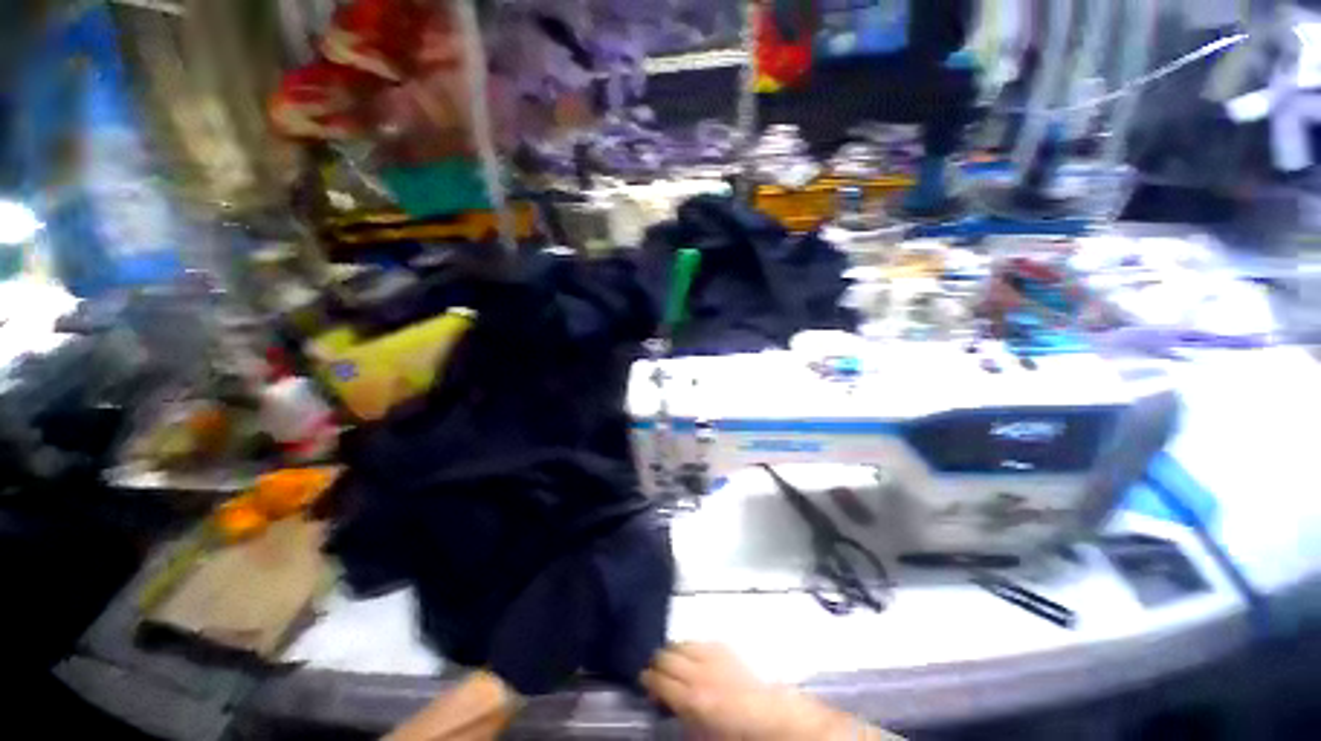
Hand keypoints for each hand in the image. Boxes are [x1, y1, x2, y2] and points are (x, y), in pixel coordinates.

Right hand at [641, 643, 897, 739]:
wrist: (771, 717)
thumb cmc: (736, 734)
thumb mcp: (702, 732)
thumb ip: (681, 714)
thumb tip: (665, 702)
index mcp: (691, 697)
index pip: (658, 679)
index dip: (647, 679)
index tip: (642, 680)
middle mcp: (698, 671)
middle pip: (667, 656)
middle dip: (656, 662)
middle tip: (653, 670)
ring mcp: (712, 655)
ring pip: (681, 643)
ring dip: (672, 650)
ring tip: (669, 660)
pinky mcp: (724, 646)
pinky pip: (699, 641)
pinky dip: (691, 645)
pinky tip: (691, 653)